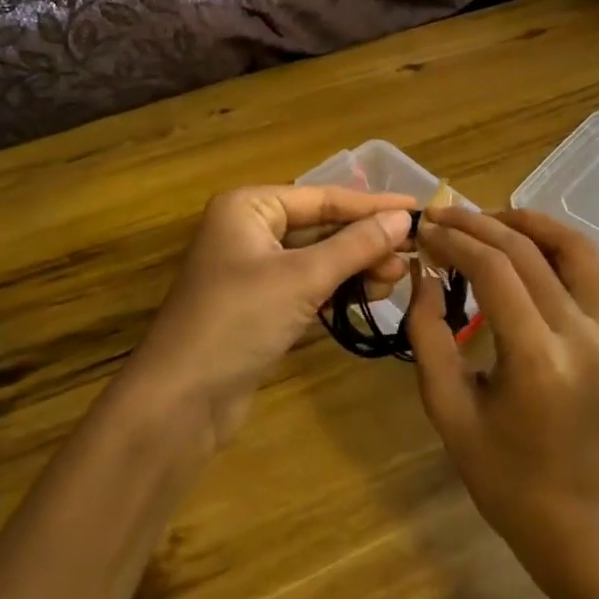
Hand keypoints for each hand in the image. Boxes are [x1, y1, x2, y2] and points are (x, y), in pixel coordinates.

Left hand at [124, 185, 417, 447]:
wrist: (180, 400)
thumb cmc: (239, 320)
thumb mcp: (303, 278)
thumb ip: (355, 245)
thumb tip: (402, 219)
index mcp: (249, 207)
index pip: (323, 197)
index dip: (371, 205)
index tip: (418, 209)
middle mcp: (249, 229)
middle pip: (321, 226)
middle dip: (365, 241)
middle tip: (410, 256)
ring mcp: (252, 269)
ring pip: (317, 257)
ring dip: (355, 266)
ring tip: (395, 278)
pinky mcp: (258, 305)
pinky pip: (306, 285)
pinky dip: (336, 289)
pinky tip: (367, 296)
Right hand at [406, 208, 598, 585]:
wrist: (572, 518)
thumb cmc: (500, 473)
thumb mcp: (447, 408)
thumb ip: (427, 334)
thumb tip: (422, 271)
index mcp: (539, 361)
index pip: (495, 271)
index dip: (455, 241)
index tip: (424, 229)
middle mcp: (583, 337)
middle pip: (529, 252)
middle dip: (479, 225)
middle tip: (442, 216)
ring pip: (576, 248)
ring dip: (530, 223)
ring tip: (488, 218)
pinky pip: (595, 271)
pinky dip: (561, 244)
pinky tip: (528, 243)